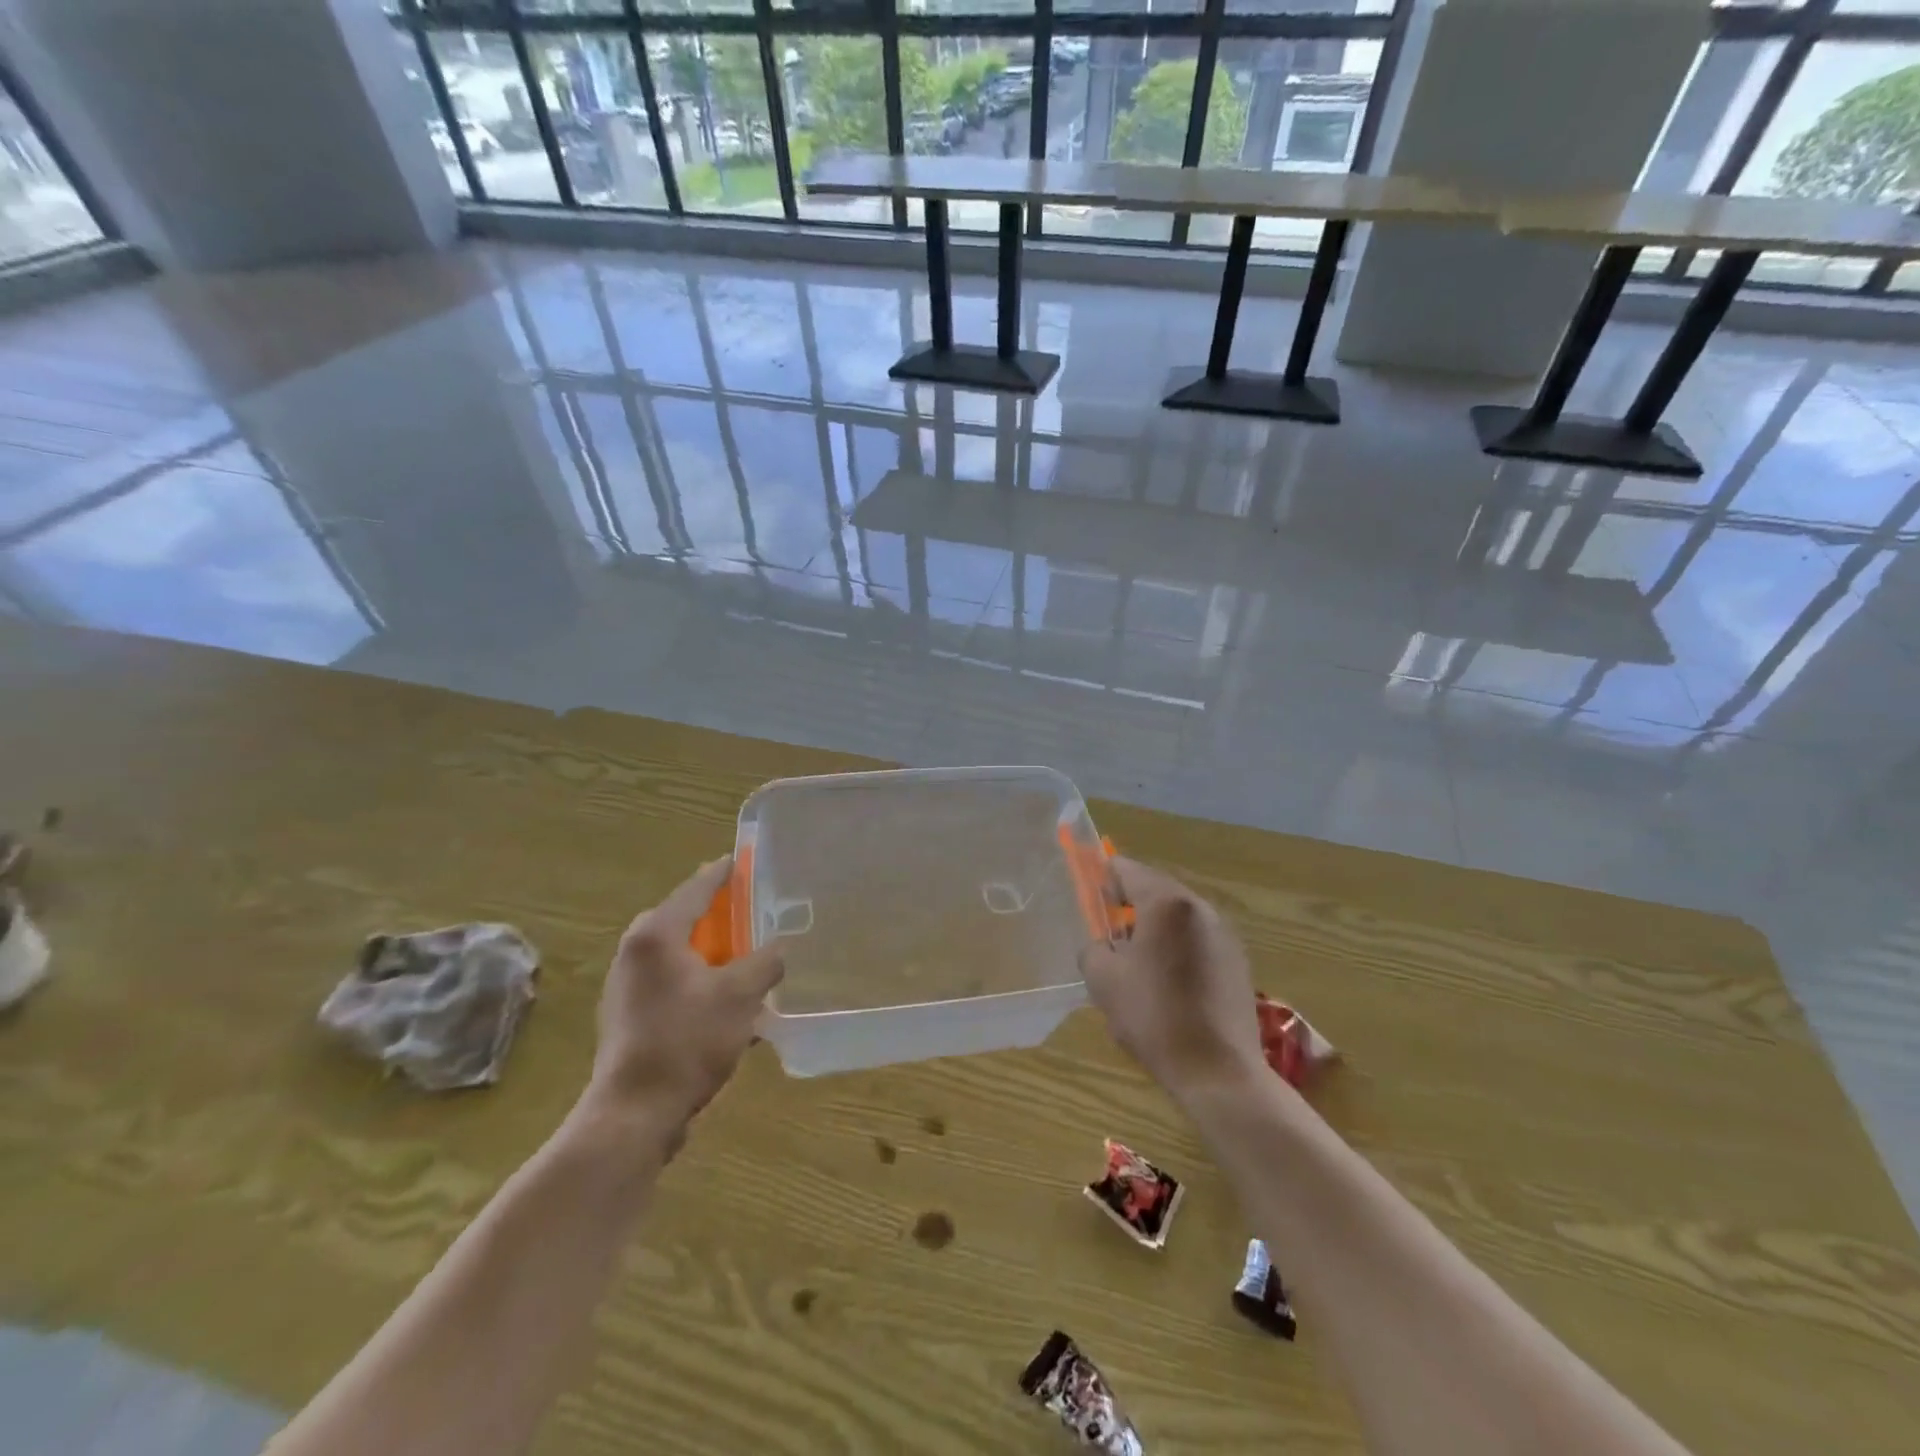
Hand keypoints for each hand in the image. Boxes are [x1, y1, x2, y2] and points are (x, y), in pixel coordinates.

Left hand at [585, 857, 784, 1129]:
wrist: (634, 1114)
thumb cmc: (688, 1041)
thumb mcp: (741, 995)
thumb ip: (766, 962)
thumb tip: (778, 949)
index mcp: (657, 934)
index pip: (697, 888)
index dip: (724, 873)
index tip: (744, 860)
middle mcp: (634, 951)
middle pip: (685, 918)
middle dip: (720, 914)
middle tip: (753, 910)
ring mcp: (626, 985)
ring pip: (678, 953)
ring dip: (711, 951)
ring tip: (745, 954)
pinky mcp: (628, 1016)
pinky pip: (671, 981)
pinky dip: (698, 979)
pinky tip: (725, 1000)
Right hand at [1080, 856, 1265, 1106]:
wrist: (1218, 1072)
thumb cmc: (1154, 1017)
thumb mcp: (1103, 980)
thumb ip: (1093, 948)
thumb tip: (1103, 944)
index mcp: (1167, 904)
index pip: (1128, 870)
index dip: (1104, 878)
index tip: (1092, 897)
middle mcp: (1201, 909)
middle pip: (1157, 890)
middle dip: (1130, 904)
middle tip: (1110, 931)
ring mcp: (1226, 935)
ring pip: (1179, 917)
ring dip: (1156, 927)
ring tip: (1137, 961)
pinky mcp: (1239, 962)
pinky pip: (1199, 939)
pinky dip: (1178, 947)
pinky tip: (1168, 982)